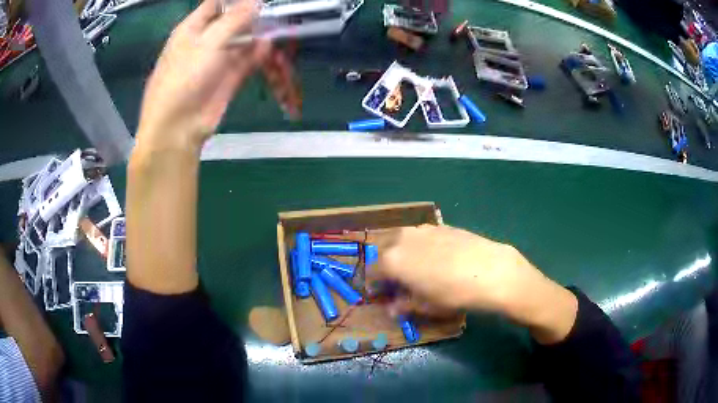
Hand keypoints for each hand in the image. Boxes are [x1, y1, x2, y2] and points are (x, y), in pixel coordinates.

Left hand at [136, 0, 270, 150]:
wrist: (179, 126)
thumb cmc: (184, 78)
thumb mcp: (208, 42)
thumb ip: (235, 19)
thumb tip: (257, 1)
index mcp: (193, 28)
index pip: (217, 3)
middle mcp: (207, 39)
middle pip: (235, 19)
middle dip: (255, 14)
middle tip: (278, 10)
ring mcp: (219, 58)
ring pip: (245, 38)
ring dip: (261, 33)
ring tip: (283, 25)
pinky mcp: (231, 76)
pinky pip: (249, 58)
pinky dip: (260, 53)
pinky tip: (271, 47)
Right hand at [377, 225, 577, 343]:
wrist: (491, 271)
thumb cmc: (453, 294)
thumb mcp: (425, 306)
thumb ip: (403, 306)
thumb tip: (393, 308)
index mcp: (392, 260)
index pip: (374, 272)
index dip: (377, 286)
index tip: (383, 295)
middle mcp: (403, 239)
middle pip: (387, 253)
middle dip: (390, 268)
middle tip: (402, 283)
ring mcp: (424, 229)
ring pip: (406, 242)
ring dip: (406, 256)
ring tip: (422, 271)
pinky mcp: (443, 225)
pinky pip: (424, 237)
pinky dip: (424, 248)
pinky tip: (441, 260)